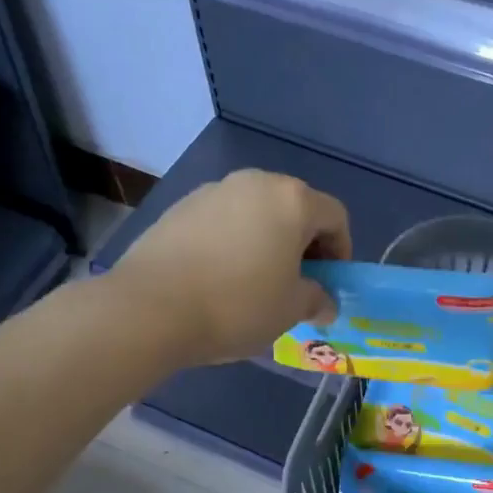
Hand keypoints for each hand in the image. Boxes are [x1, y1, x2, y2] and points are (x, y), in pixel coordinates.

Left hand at [111, 169, 351, 365]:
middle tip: (298, 283)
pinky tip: (219, 277)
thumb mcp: (291, 310)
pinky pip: (222, 221)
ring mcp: (212, 191)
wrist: (150, 308)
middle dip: (304, 244)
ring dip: (267, 242)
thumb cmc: (238, 305)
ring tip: (256, 282)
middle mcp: (254, 183)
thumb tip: (324, 301)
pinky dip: (233, 242)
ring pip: (256, 213)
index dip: (341, 251)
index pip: (335, 217)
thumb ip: (316, 299)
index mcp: (292, 200)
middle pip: (294, 208)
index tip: (330, 284)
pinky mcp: (179, 207)